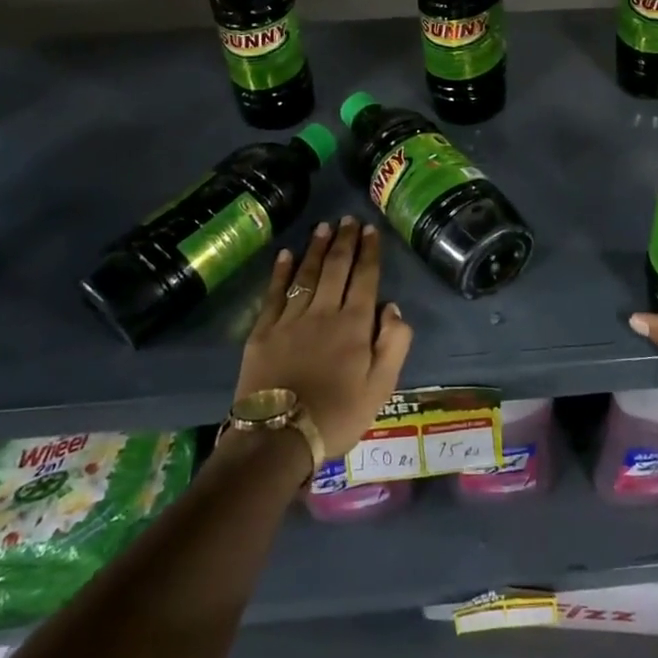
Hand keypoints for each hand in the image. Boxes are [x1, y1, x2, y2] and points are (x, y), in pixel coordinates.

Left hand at [235, 217, 413, 457]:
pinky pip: (274, 294)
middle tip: (348, 218)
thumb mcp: (381, 387)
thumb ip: (394, 344)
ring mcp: (290, 320)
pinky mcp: (263, 331)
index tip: (371, 229)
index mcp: (355, 325)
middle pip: (336, 268)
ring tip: (323, 227)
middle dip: (345, 241)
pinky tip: (286, 254)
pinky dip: (281, 272)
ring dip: (316, 248)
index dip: (369, 252)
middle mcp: (324, 312)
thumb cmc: (338, 415)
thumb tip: (393, 307)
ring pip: (307, 274)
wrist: (278, 438)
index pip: (365, 278)